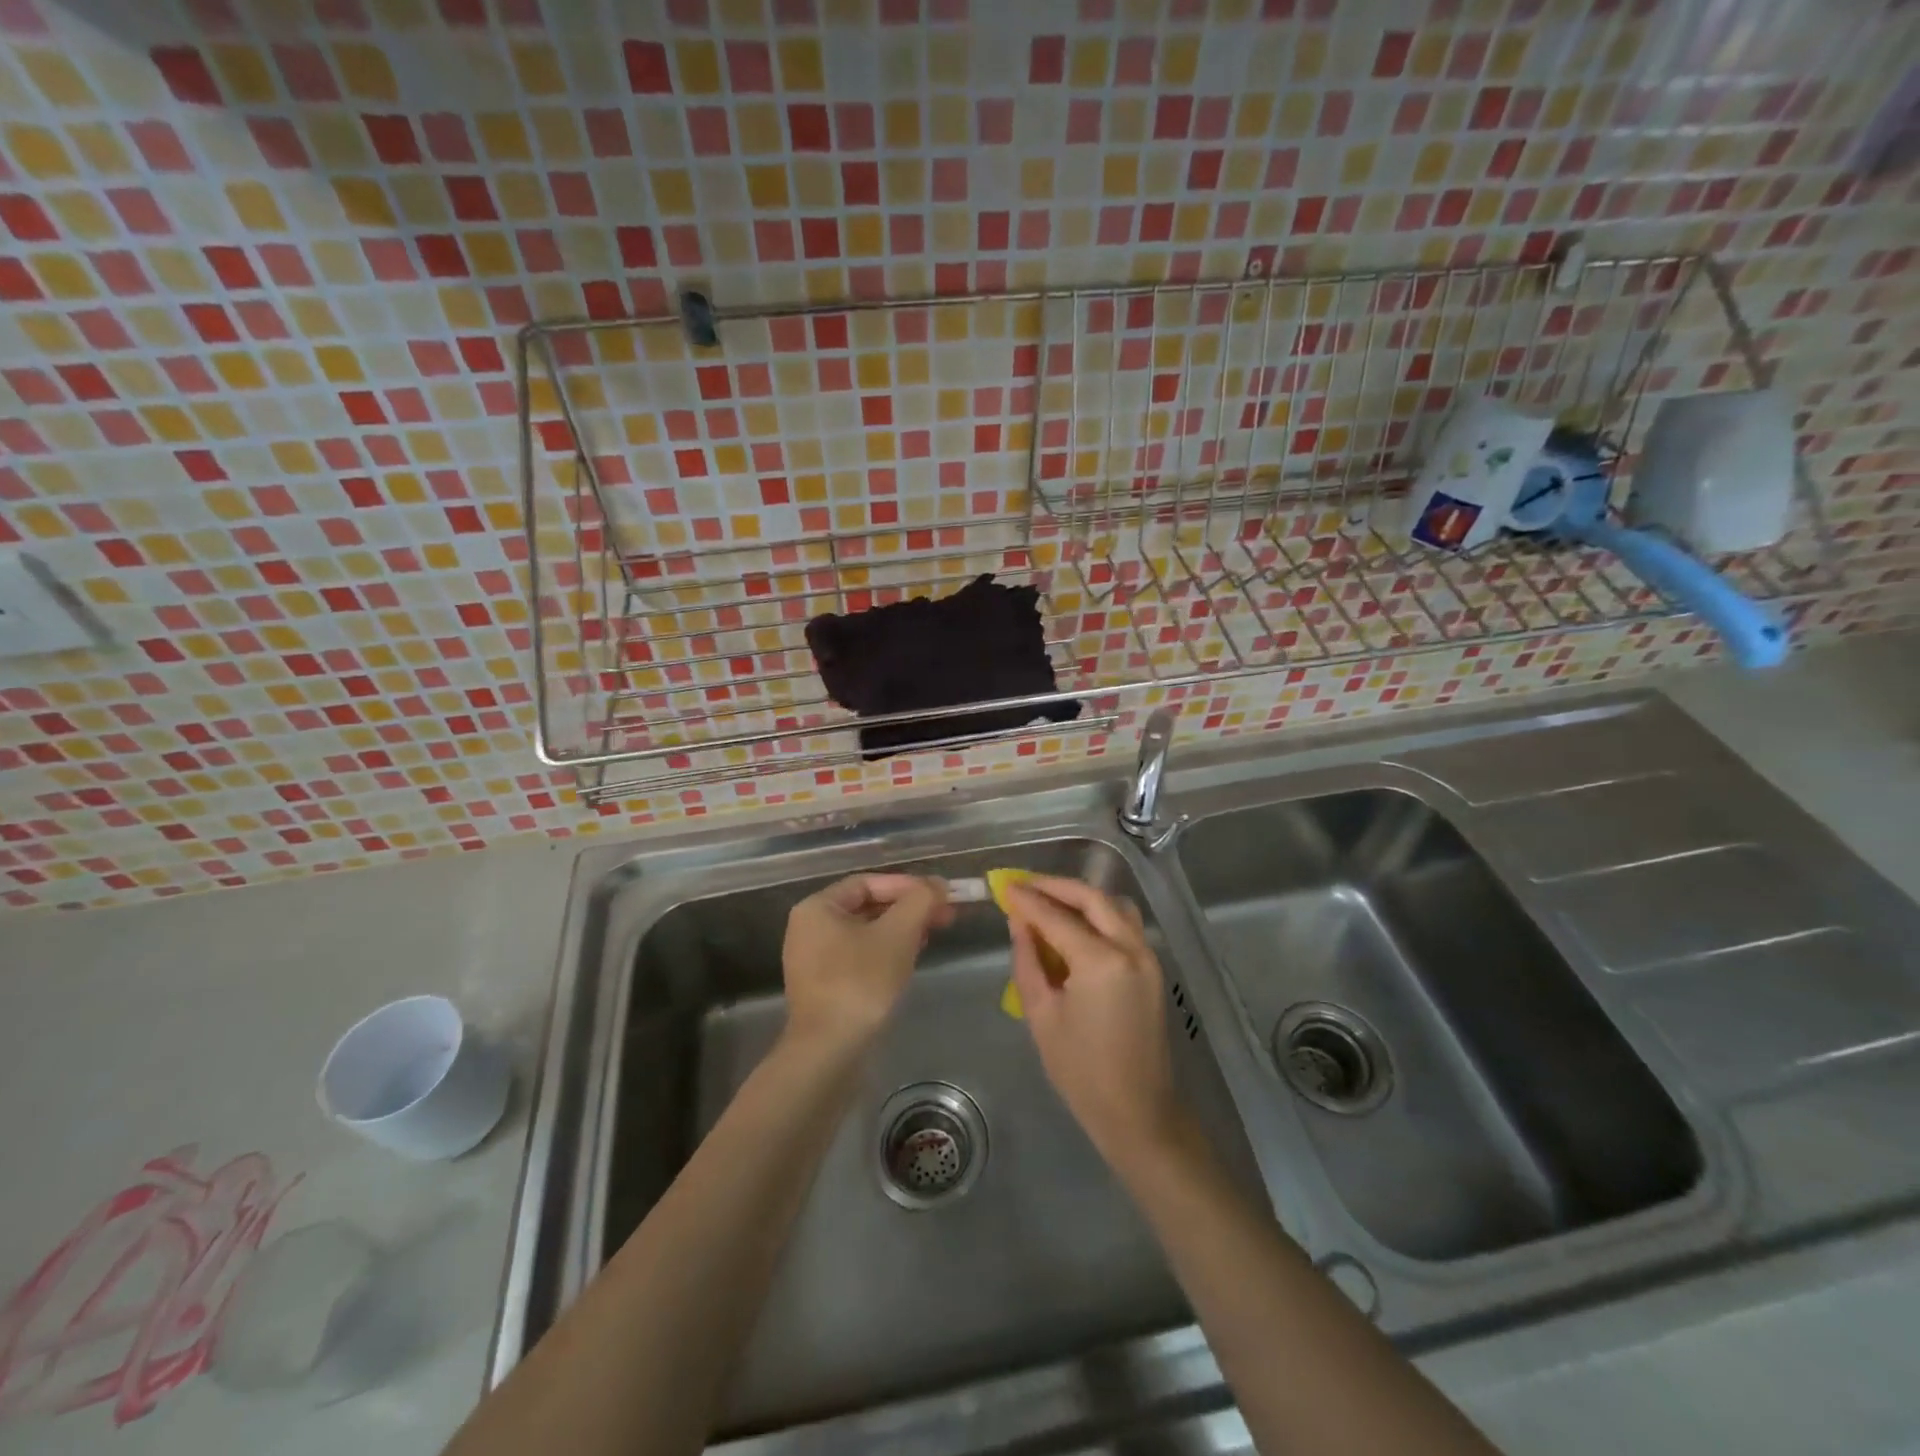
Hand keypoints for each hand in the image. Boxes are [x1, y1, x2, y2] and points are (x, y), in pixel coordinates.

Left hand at [782, 874, 952, 1050]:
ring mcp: (814, 959)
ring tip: (933, 934)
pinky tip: (910, 959)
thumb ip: (920, 901)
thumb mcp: (898, 934)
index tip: (939, 894)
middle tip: (945, 915)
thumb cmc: (860, 982)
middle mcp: (809, 928)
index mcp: (817, 908)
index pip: (868, 882)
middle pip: (868, 906)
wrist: (829, 1052)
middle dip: (908, 908)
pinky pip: (859, 956)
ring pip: (866, 932)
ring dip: (901, 930)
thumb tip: (938, 884)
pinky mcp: (825, 986)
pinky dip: (886, 951)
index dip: (907, 885)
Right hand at [1003, 876, 1184, 1162]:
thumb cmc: (1082, 1072)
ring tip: (1049, 900)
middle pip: (1092, 898)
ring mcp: (1148, 956)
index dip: (1028, 900)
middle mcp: (1131, 948)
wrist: (1138, 1112)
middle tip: (1024, 885)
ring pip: (1114, 906)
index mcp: (1101, 962)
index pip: (1058, 917)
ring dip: (1081, 896)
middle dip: (1056, 887)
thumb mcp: (1042, 1016)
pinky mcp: (1153, 968)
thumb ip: (1028, 961)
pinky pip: (1125, 924)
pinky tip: (1076, 924)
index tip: (1004, 886)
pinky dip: (1099, 914)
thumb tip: (1019, 923)